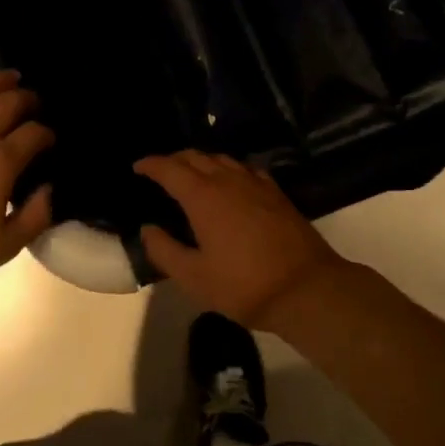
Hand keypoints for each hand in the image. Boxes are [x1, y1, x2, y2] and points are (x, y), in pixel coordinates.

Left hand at [0, 72, 53, 304]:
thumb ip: (35, 216)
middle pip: (7, 106)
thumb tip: (48, 189)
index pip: (33, 135)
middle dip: (26, 99)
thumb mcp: (5, 247)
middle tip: (35, 101)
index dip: (47, 134)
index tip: (51, 140)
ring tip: (8, 77)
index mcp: (0, 163)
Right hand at [133, 151, 348, 326]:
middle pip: (196, 157)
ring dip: (202, 161)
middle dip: (174, 159)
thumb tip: (148, 228)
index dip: (151, 164)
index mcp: (203, 197)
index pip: (170, 169)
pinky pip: (246, 169)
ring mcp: (256, 184)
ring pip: (223, 159)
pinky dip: (229, 169)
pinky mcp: (276, 194)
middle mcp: (228, 181)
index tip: (137, 167)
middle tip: (160, 171)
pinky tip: (230, 182)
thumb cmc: (244, 285)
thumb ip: (164, 250)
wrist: (307, 288)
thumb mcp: (194, 277)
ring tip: (191, 174)